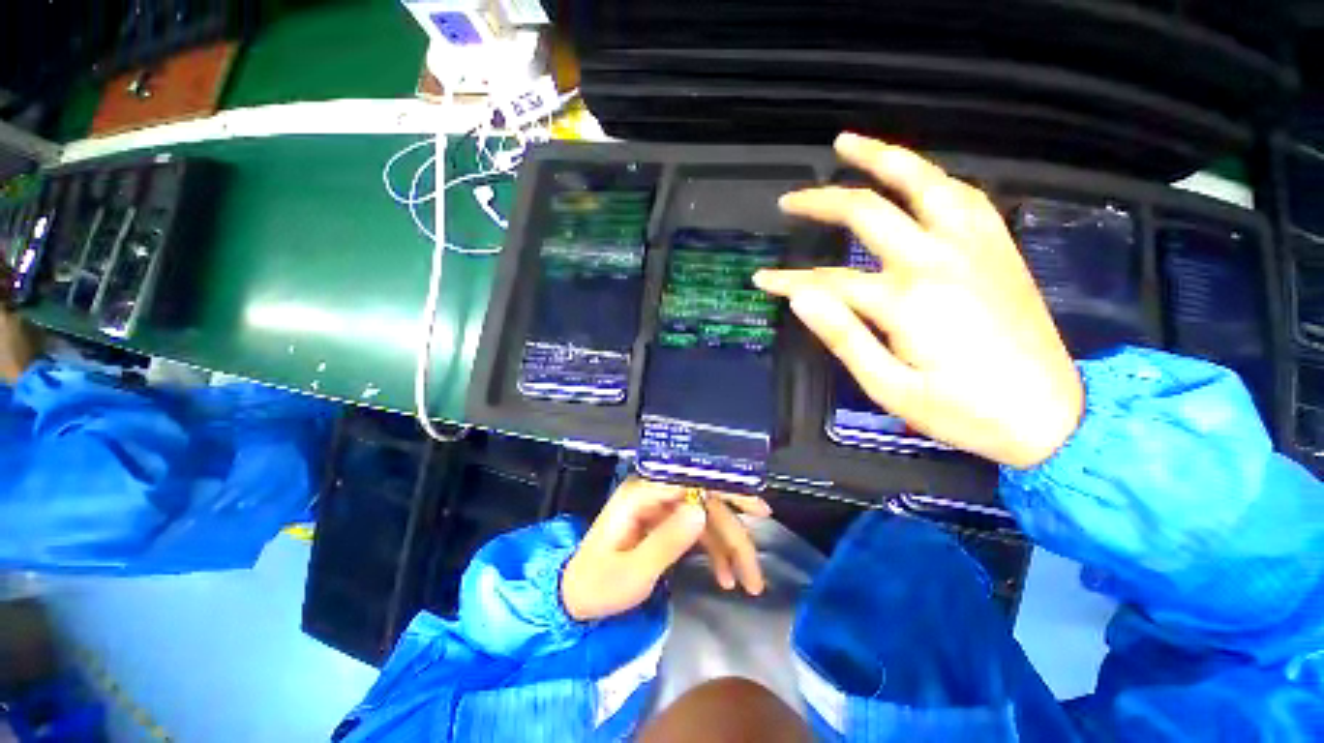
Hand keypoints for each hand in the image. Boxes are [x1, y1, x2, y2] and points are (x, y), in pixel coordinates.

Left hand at [561, 478, 770, 620]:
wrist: (575, 596)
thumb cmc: (598, 584)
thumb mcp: (633, 572)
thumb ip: (667, 541)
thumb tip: (701, 511)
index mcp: (642, 493)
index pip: (692, 479)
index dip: (727, 490)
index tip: (757, 509)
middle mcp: (655, 493)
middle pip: (705, 502)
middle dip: (734, 534)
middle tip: (757, 567)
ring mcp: (662, 508)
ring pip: (707, 519)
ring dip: (730, 548)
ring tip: (749, 583)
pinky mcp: (665, 523)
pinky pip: (698, 531)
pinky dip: (715, 552)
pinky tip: (726, 577)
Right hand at [754, 132, 1082, 468]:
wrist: (1052, 417)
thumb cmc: (962, 412)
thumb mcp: (888, 387)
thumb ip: (842, 337)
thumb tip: (800, 297)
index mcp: (907, 299)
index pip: (828, 280)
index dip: (789, 280)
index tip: (762, 279)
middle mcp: (939, 259)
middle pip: (868, 212)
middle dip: (821, 202)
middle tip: (789, 200)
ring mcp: (974, 247)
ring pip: (923, 182)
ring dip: (882, 158)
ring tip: (848, 145)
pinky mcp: (998, 249)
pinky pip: (963, 196)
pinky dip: (931, 178)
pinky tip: (914, 176)